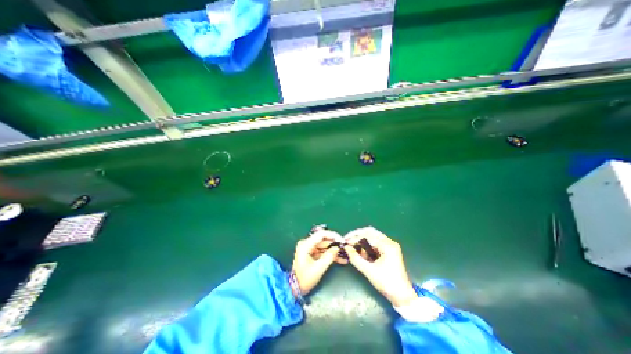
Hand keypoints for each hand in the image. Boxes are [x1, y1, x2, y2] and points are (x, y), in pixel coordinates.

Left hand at [292, 228, 342, 294]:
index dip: (333, 235)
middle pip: (324, 240)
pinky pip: (323, 251)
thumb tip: (338, 248)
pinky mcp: (312, 253)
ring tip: (345, 255)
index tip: (342, 241)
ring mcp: (309, 248)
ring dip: (334, 251)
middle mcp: (307, 243)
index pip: (321, 234)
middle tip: (345, 249)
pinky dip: (331, 255)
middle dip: (335, 244)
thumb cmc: (304, 279)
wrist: (295, 289)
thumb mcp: (318, 269)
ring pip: (325, 246)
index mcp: (306, 244)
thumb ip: (329, 257)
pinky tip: (340, 259)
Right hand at [344, 228, 416, 304]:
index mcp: (387, 245)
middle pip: (370, 232)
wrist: (402, 297)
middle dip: (357, 236)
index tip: (345, 242)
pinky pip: (374, 244)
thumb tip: (346, 247)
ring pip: (372, 237)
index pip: (368, 234)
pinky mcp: (388, 251)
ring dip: (361, 241)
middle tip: (347, 241)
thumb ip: (356, 258)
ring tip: (351, 246)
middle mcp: (389, 242)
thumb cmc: (387, 283)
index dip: (355, 237)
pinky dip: (366, 246)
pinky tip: (359, 251)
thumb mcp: (369, 271)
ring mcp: (389, 246)